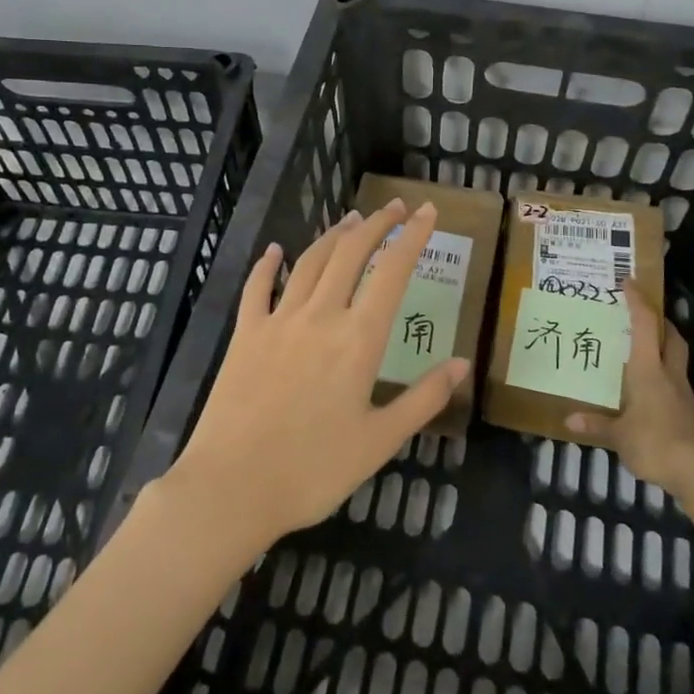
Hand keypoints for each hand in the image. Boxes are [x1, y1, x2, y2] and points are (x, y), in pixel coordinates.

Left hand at [157, 198, 469, 555]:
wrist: (232, 486)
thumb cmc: (314, 470)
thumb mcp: (380, 441)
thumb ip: (423, 398)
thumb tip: (461, 363)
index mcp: (359, 340)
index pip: (392, 272)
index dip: (413, 237)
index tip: (428, 211)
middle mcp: (320, 316)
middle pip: (351, 254)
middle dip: (376, 225)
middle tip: (395, 207)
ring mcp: (278, 321)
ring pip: (309, 263)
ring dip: (332, 236)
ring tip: (350, 220)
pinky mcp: (245, 335)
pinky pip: (257, 288)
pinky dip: (267, 265)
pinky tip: (274, 249)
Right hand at [566, 281, 693, 488]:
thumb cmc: (654, 442)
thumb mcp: (618, 435)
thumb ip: (596, 424)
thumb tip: (568, 419)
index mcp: (648, 369)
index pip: (646, 325)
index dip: (638, 301)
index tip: (629, 282)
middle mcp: (669, 373)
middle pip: (671, 336)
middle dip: (659, 320)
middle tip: (642, 313)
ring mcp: (683, 392)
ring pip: (677, 357)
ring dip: (664, 346)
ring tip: (644, 348)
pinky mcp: (691, 411)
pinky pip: (676, 382)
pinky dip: (665, 375)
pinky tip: (651, 388)